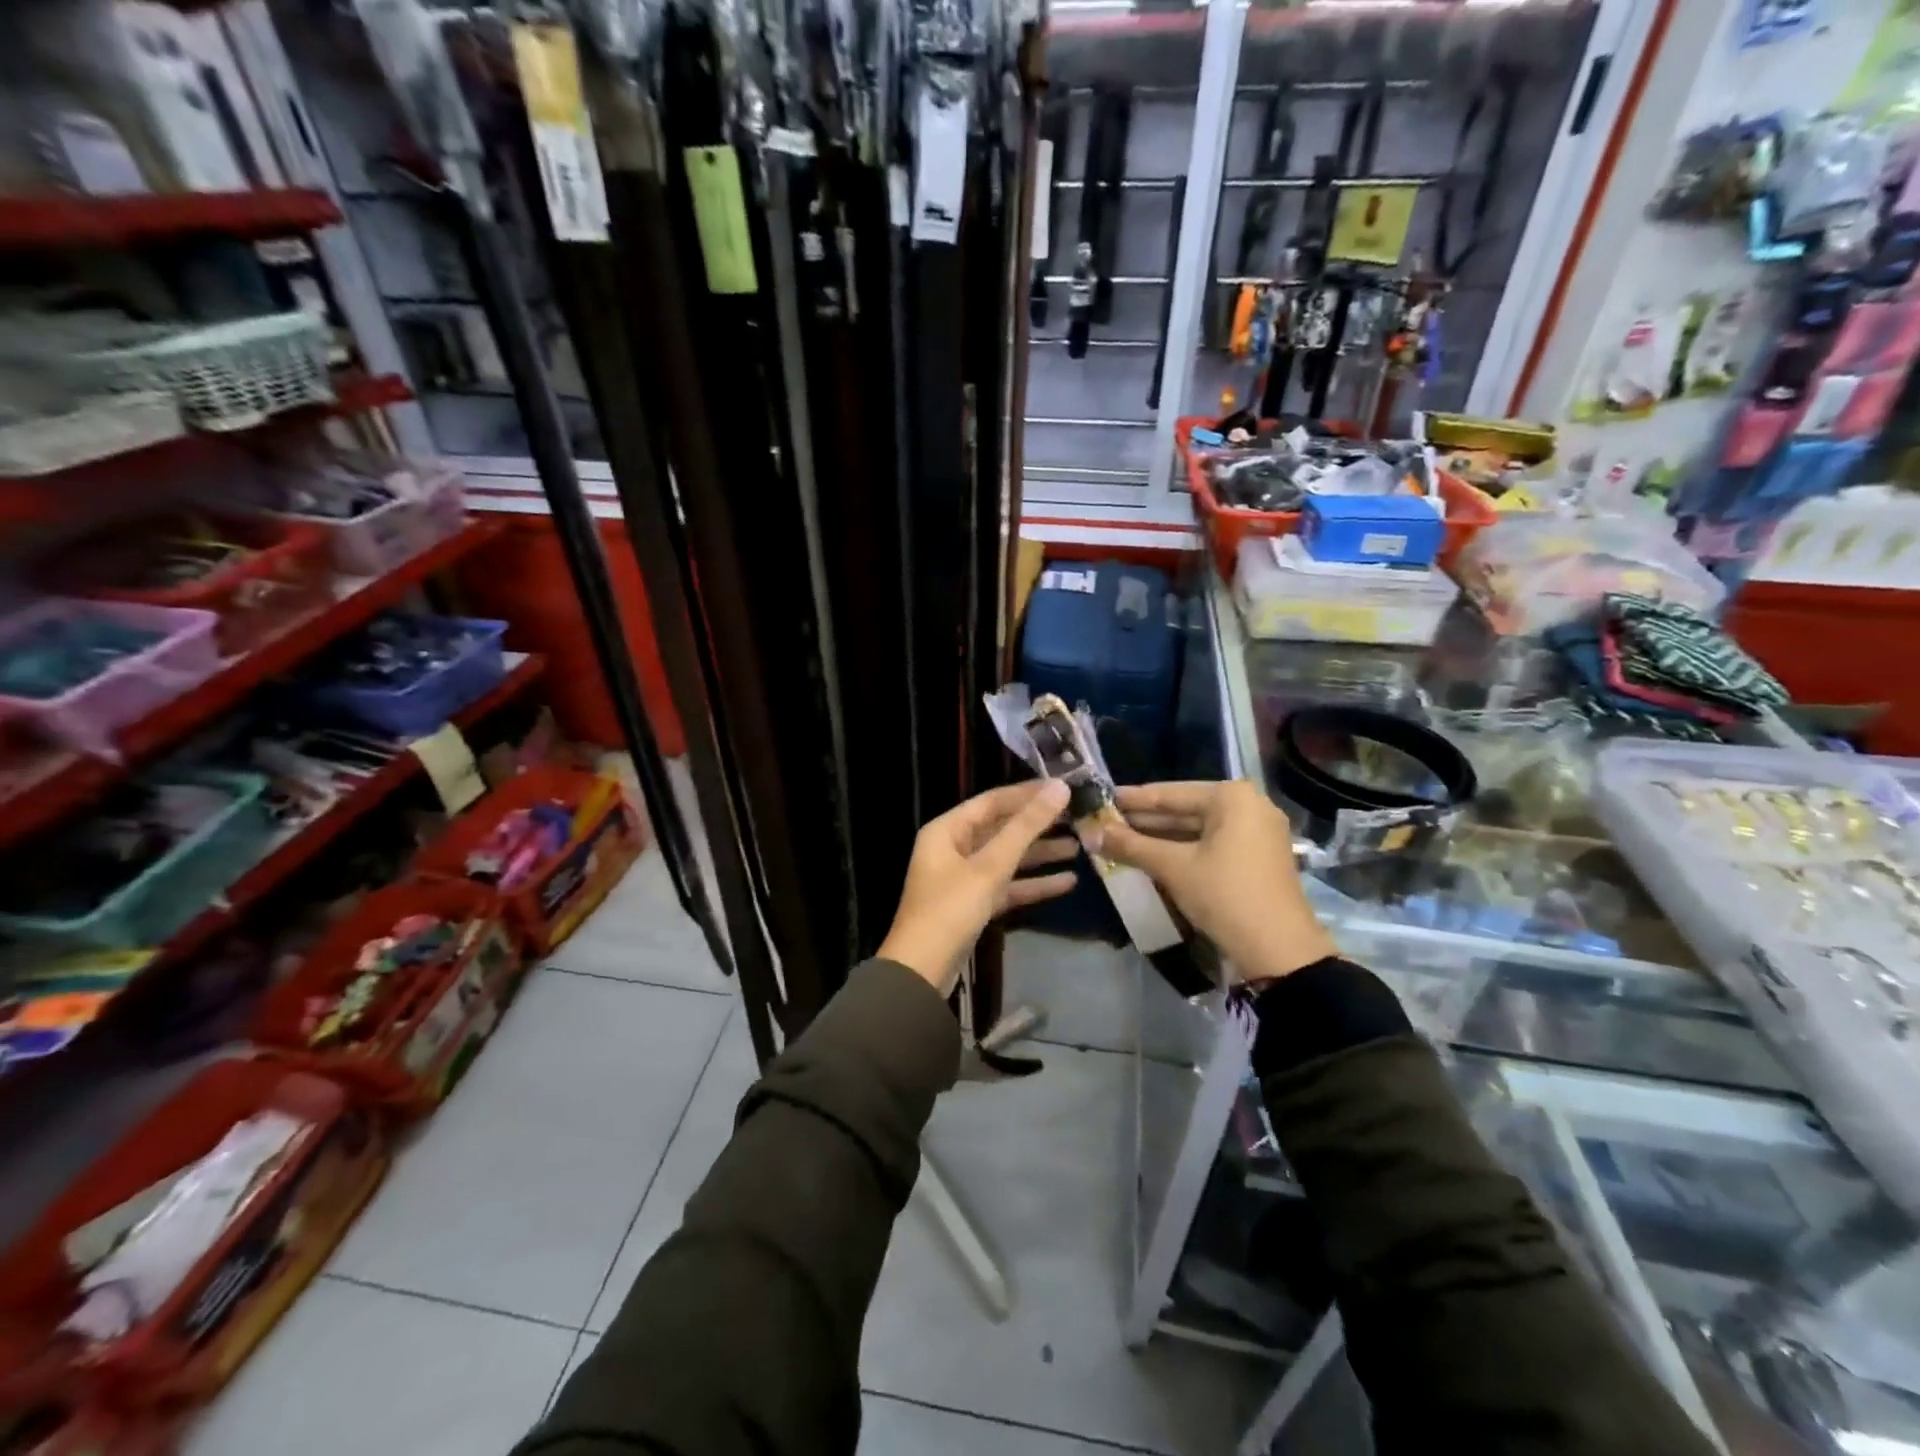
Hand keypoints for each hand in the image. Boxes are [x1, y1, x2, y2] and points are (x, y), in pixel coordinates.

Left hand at [878, 780, 1076, 994]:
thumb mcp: (990, 865)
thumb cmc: (951, 909)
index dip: (1028, 794)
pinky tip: (1067, 883)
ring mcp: (963, 878)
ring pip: (1007, 858)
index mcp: (947, 830)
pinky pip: (1007, 885)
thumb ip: (1026, 827)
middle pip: (1002, 829)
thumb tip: (1060, 788)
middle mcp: (953, 848)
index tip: (1065, 788)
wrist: (922, 971)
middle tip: (1078, 817)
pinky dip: (1033, 883)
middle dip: (1038, 825)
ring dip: (1040, 854)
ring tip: (1080, 847)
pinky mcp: (974, 905)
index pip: (993, 801)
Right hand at [1092, 780, 1336, 984]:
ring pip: (1197, 828)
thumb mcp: (1173, 868)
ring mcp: (1257, 831)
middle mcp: (1248, 805)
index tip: (1101, 798)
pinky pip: (1211, 843)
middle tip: (1105, 822)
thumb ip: (1131, 846)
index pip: (1169, 793)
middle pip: (1184, 808)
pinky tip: (1151, 856)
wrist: (1279, 950)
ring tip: (1120, 839)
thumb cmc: (1225, 895)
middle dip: (1144, 820)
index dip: (1132, 799)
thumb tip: (1090, 833)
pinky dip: (1182, 849)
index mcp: (1231, 797)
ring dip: (1160, 837)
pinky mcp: (1257, 856)